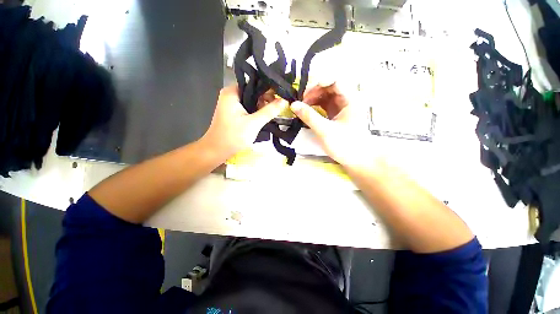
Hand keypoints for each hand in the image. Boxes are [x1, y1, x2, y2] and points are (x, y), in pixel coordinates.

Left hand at [201, 86, 285, 159]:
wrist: (217, 151)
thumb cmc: (233, 136)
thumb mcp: (254, 123)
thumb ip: (269, 111)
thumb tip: (284, 101)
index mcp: (232, 92)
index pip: (255, 84)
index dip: (269, 89)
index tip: (281, 96)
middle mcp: (231, 95)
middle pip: (253, 92)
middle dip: (266, 100)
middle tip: (279, 107)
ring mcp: (232, 104)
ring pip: (252, 101)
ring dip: (262, 107)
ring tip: (274, 113)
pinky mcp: (234, 113)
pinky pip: (248, 108)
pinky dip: (256, 112)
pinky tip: (265, 117)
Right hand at [290, 83, 371, 166]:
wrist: (358, 160)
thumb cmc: (346, 145)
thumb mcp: (325, 131)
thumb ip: (309, 117)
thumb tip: (293, 105)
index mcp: (350, 99)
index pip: (335, 80)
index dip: (318, 82)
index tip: (303, 92)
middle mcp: (347, 99)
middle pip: (329, 86)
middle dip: (313, 91)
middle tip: (300, 100)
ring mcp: (342, 107)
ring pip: (326, 95)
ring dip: (313, 98)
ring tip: (301, 105)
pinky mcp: (337, 114)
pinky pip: (325, 104)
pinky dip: (315, 105)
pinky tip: (307, 110)